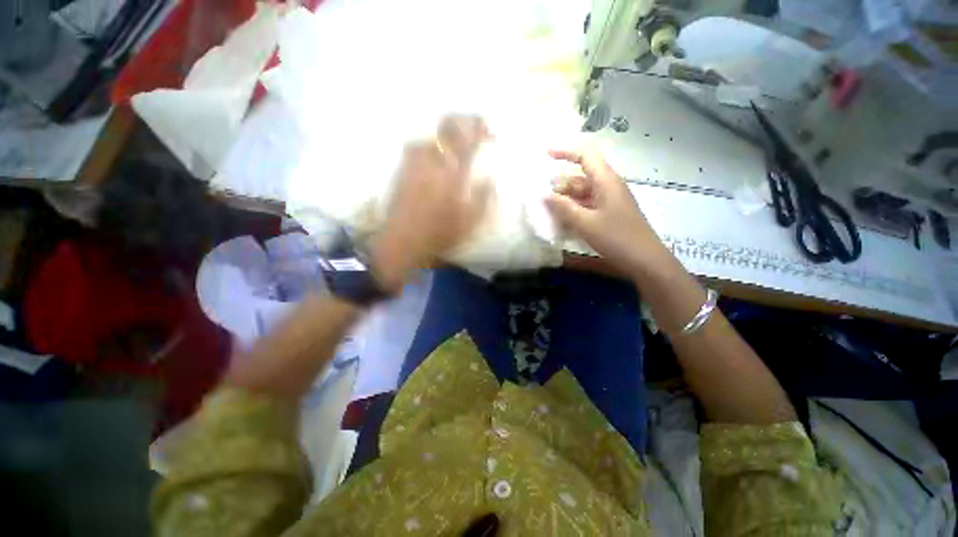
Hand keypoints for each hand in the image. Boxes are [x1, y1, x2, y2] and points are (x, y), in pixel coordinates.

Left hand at [371, 116, 491, 290]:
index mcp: (451, 171)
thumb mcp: (470, 221)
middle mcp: (432, 159)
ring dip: (446, 134)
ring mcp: (414, 161)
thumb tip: (491, 179)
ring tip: (455, 143)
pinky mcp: (402, 168)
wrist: (402, 241)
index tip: (489, 131)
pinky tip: (436, 155)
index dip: (480, 127)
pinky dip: (432, 144)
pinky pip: (419, 146)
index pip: (467, 136)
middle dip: (463, 122)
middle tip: (473, 130)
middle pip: (447, 125)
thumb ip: (483, 197)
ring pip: (431, 134)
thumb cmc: (439, 233)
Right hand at [544, 146, 664, 274]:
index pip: (585, 156)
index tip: (545, 154)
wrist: (644, 260)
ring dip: (565, 203)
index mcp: (605, 181)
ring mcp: (608, 201)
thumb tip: (543, 195)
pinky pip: (586, 207)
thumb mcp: (586, 223)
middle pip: (579, 178)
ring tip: (549, 216)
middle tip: (542, 201)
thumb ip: (563, 208)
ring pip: (581, 195)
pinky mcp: (608, 214)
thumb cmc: (616, 238)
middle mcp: (607, 187)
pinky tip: (563, 225)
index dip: (565, 152)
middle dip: (560, 187)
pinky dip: (573, 212)